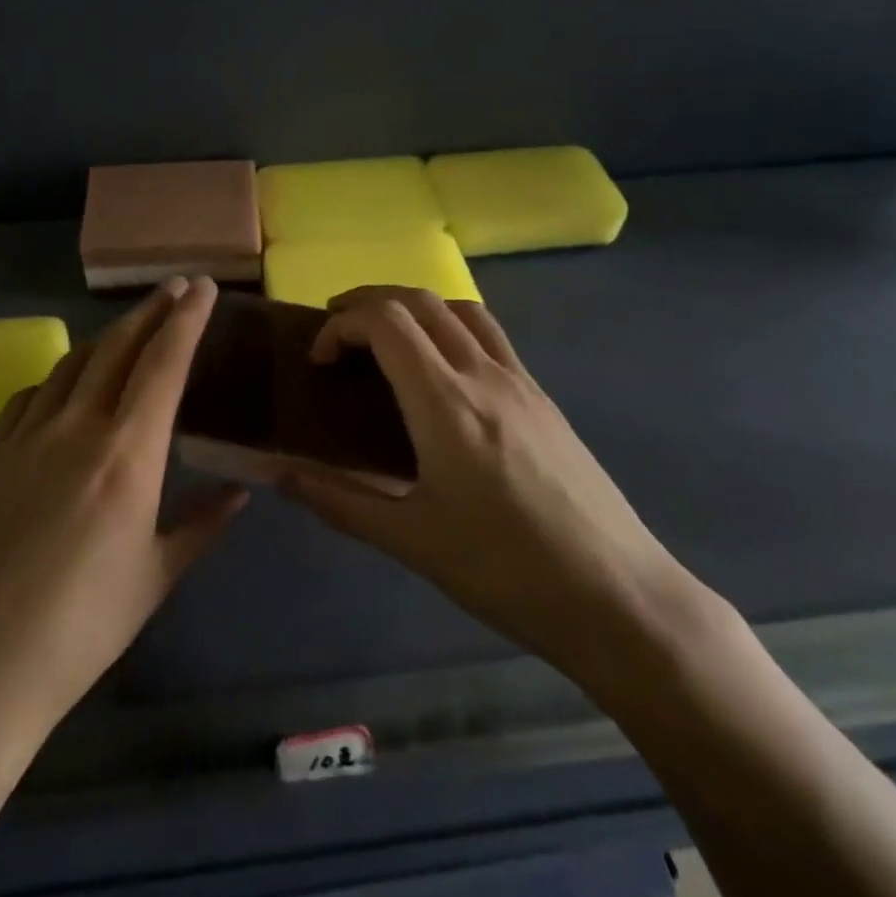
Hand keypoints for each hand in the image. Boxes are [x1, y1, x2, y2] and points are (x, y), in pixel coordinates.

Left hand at [0, 277, 247, 757]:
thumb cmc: (81, 628)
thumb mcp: (156, 577)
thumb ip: (202, 524)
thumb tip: (240, 493)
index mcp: (127, 455)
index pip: (164, 364)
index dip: (187, 319)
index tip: (203, 287)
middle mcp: (76, 428)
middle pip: (118, 347)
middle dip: (151, 310)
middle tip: (176, 288)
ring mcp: (23, 436)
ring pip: (72, 363)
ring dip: (107, 338)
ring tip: (130, 332)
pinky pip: (29, 396)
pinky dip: (58, 378)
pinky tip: (65, 390)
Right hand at [281, 287, 705, 691]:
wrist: (617, 597)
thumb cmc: (505, 571)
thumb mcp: (411, 541)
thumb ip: (339, 500)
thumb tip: (278, 474)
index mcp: (446, 403)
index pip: (386, 321)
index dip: (341, 324)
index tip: (319, 360)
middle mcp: (484, 374)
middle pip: (420, 299)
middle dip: (368, 300)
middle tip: (335, 331)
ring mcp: (521, 381)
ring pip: (459, 308)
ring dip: (412, 305)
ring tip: (384, 337)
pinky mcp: (543, 397)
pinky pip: (488, 334)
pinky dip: (449, 326)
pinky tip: (440, 372)